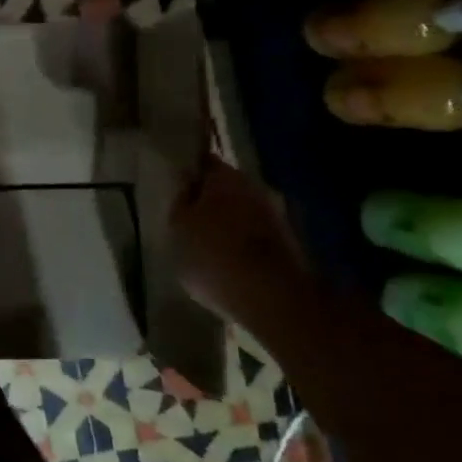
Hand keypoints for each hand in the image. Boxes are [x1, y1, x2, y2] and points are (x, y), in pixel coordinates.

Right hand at [170, 158, 314, 329]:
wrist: (272, 299)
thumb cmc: (213, 255)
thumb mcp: (178, 226)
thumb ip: (180, 200)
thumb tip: (186, 181)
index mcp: (225, 178)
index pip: (204, 162)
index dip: (189, 169)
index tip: (175, 180)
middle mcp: (254, 189)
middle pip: (224, 187)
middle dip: (207, 197)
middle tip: (185, 213)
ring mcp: (274, 217)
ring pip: (240, 210)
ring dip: (224, 220)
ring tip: (202, 239)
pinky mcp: (286, 245)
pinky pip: (253, 234)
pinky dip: (239, 240)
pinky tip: (225, 258)